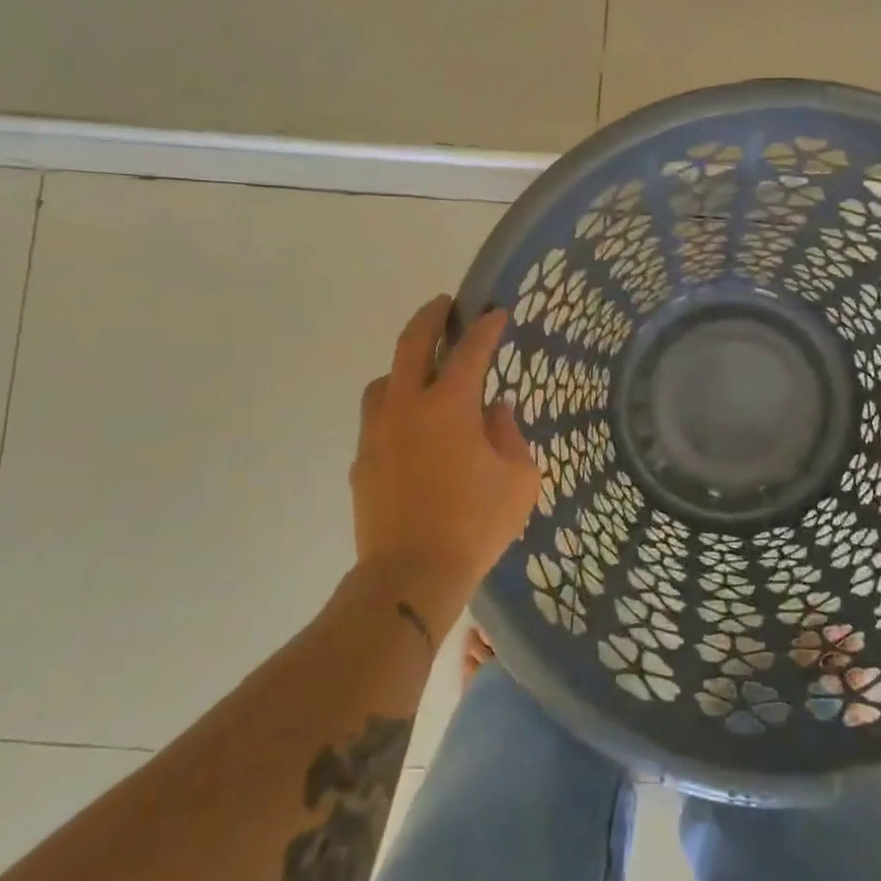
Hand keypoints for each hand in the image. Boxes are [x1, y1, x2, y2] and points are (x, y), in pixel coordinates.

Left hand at [349, 296, 540, 630]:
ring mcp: (377, 433)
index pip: (470, 351)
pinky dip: (395, 409)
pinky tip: (412, 431)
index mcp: (449, 406)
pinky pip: (377, 419)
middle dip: (430, 317)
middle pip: (411, 344)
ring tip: (423, 373)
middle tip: (444, 304)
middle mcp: (406, 407)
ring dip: (404, 366)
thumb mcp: (519, 480)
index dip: (486, 328)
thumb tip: (495, 412)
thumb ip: (510, 435)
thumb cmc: (475, 525)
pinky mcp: (361, 461)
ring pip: (384, 380)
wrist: (410, 576)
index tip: (496, 313)